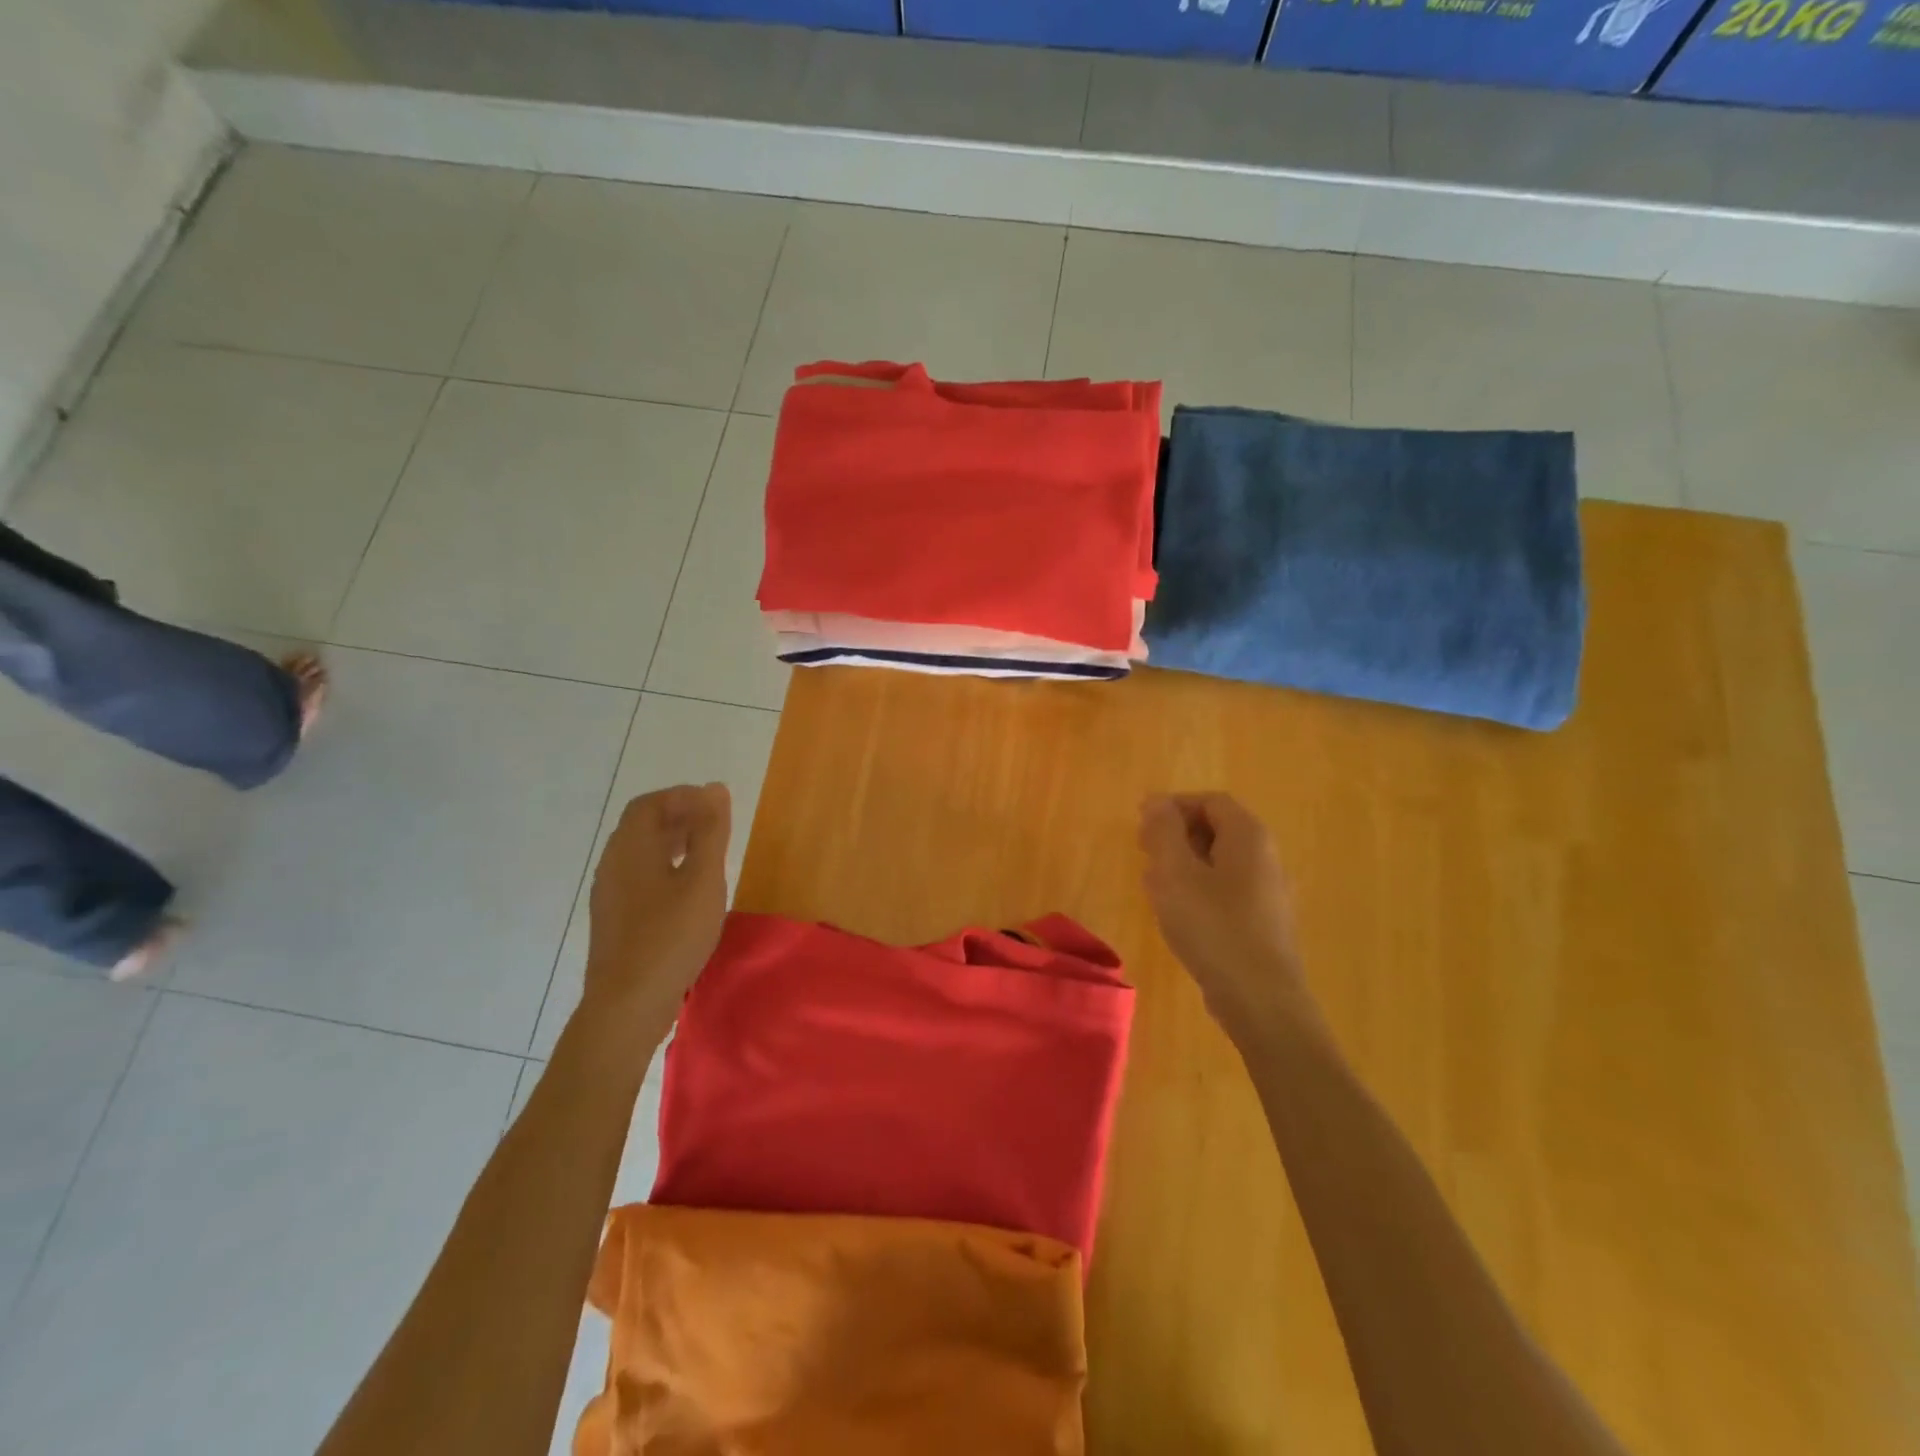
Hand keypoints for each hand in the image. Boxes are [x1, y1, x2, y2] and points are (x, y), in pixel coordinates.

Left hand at [582, 784, 731, 1028]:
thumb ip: (711, 832)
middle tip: (717, 826)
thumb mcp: (703, 880)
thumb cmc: (670, 936)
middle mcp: (613, 864)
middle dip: (680, 817)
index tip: (716, 806)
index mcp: (630, 848)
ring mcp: (610, 894)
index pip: (649, 804)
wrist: (628, 1004)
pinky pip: (639, 877)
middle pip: (642, 826)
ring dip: (673, 843)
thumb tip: (714, 788)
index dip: (682, 797)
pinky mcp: (615, 919)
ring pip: (640, 853)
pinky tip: (688, 891)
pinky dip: (665, 868)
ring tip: (708, 855)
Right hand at [1139, 793, 1314, 1037]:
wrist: (1261, 1000)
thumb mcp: (1176, 873)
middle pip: (1218, 829)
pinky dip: (1198, 889)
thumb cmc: (1213, 927)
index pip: (1211, 801)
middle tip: (1143, 850)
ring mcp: (1268, 892)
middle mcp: (1265, 858)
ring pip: (1220, 862)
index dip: (1174, 805)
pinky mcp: (1262, 923)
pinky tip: (1176, 912)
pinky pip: (1226, 891)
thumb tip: (1157, 801)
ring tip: (1152, 882)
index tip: (1142, 823)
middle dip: (1177, 834)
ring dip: (1183, 863)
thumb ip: (1164, 831)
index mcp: (1248, 837)